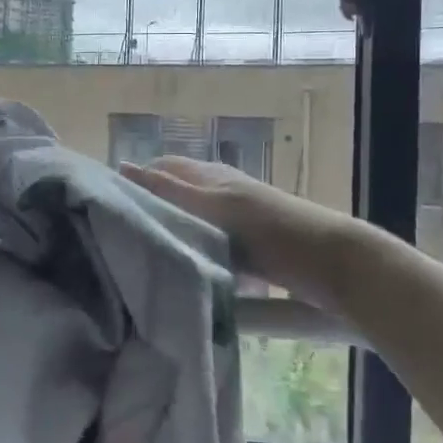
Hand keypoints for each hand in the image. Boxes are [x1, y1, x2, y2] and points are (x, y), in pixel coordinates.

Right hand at [120, 156, 361, 310]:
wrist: (334, 263)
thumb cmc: (270, 229)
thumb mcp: (212, 206)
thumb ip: (168, 190)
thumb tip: (122, 167)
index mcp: (211, 177)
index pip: (161, 170)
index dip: (136, 183)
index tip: (109, 212)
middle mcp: (221, 193)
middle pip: (176, 199)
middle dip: (151, 214)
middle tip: (122, 244)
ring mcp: (237, 222)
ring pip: (192, 226)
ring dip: (174, 238)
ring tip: (147, 263)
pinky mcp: (250, 251)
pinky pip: (212, 248)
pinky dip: (198, 257)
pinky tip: (190, 275)